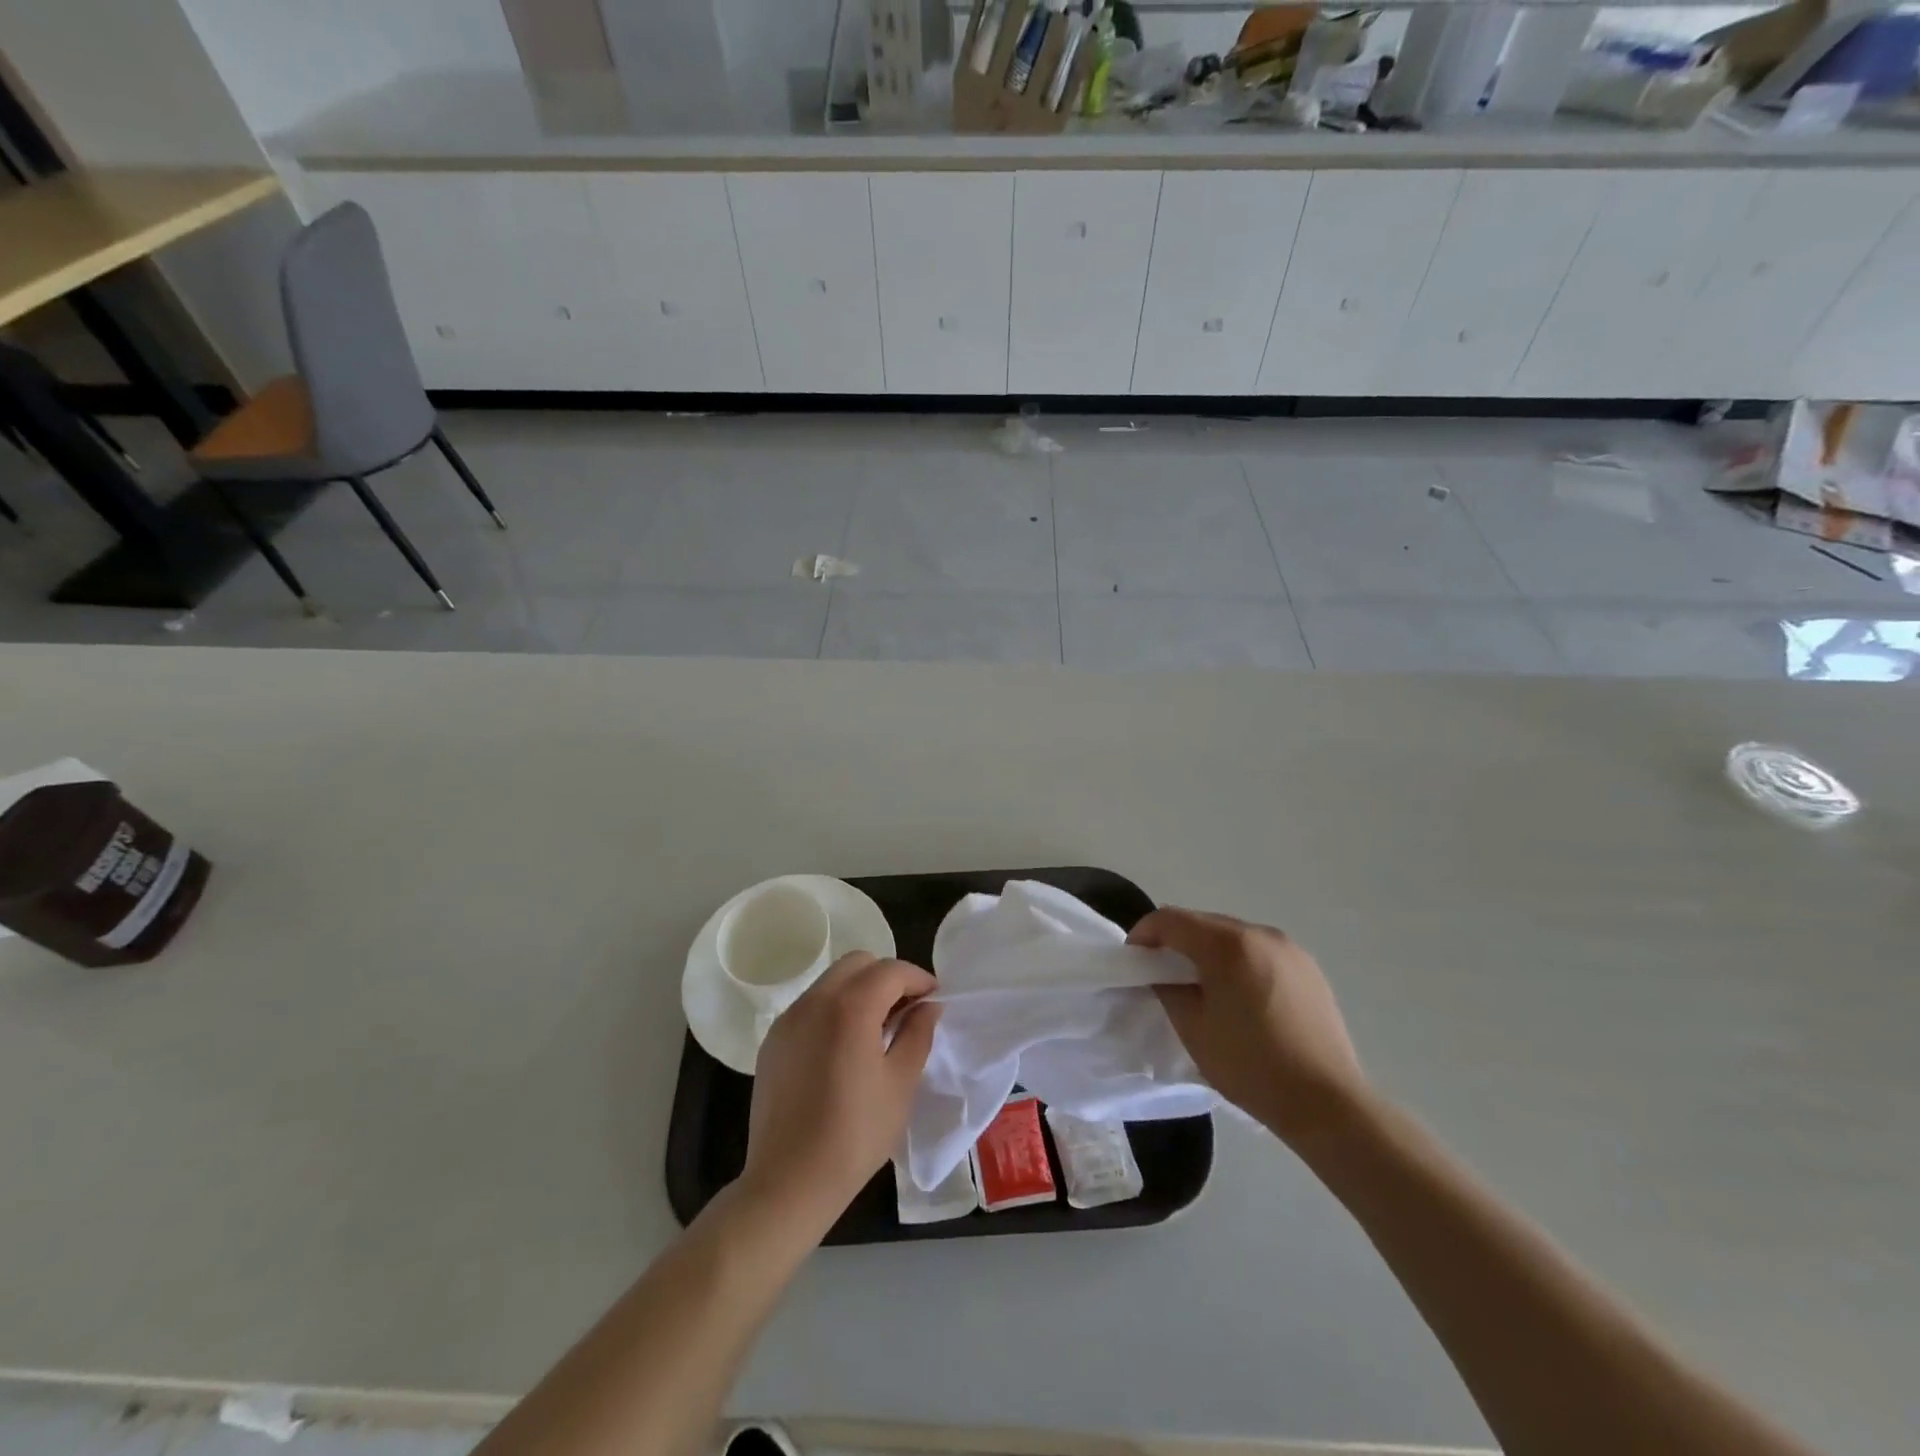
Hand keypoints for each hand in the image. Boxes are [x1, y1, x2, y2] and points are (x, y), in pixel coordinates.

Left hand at [740, 952, 940, 1230]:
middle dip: (887, 976)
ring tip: (878, 1028)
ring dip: (860, 990)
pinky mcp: (774, 1040)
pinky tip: (845, 1047)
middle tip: (907, 1009)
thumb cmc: (855, 1134)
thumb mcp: (900, 1083)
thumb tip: (928, 1006)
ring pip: (831, 981)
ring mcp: (789, 1019)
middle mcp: (815, 1001)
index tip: (934, 999)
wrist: (789, 1181)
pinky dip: (834, 1008)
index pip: (891, 970)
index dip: (918, 979)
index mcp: (850, 1007)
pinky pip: (810, 1006)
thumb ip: (918, 1034)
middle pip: (857, 963)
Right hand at [1131, 907, 1366, 1148]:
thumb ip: (1168, 988)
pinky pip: (1259, 952)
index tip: (1133, 959)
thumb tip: (1163, 973)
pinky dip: (1239, 962)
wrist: (1327, 1104)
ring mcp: (1289, 949)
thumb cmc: (1251, 1066)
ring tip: (1202, 987)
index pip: (1171, 920)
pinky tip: (1240, 998)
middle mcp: (1260, 934)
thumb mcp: (1193, 1028)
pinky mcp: (1309, 968)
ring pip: (1233, 936)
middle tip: (1162, 974)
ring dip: (1208, 951)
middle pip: (1203, 923)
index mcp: (1228, 945)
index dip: (1144, 934)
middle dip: (1176, 942)